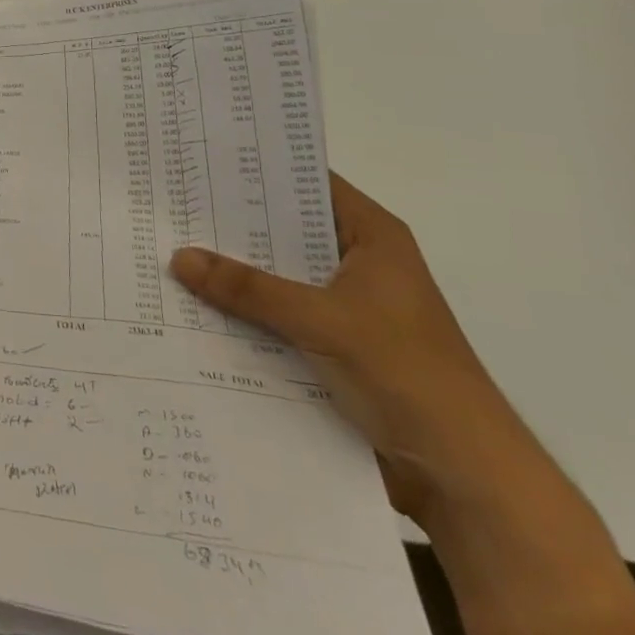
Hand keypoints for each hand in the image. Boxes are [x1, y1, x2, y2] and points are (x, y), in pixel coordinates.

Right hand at [171, 174, 543, 526]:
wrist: (464, 475)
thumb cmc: (407, 374)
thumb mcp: (322, 321)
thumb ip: (249, 289)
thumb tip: (178, 257)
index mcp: (371, 237)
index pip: (307, 182)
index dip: (258, 169)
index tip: (201, 158)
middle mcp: (357, 262)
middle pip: (285, 230)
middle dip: (232, 223)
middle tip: (172, 204)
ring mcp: (345, 305)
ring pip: (278, 275)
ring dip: (235, 272)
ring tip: (170, 251)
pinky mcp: (334, 345)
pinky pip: (278, 315)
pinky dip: (245, 312)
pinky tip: (197, 307)